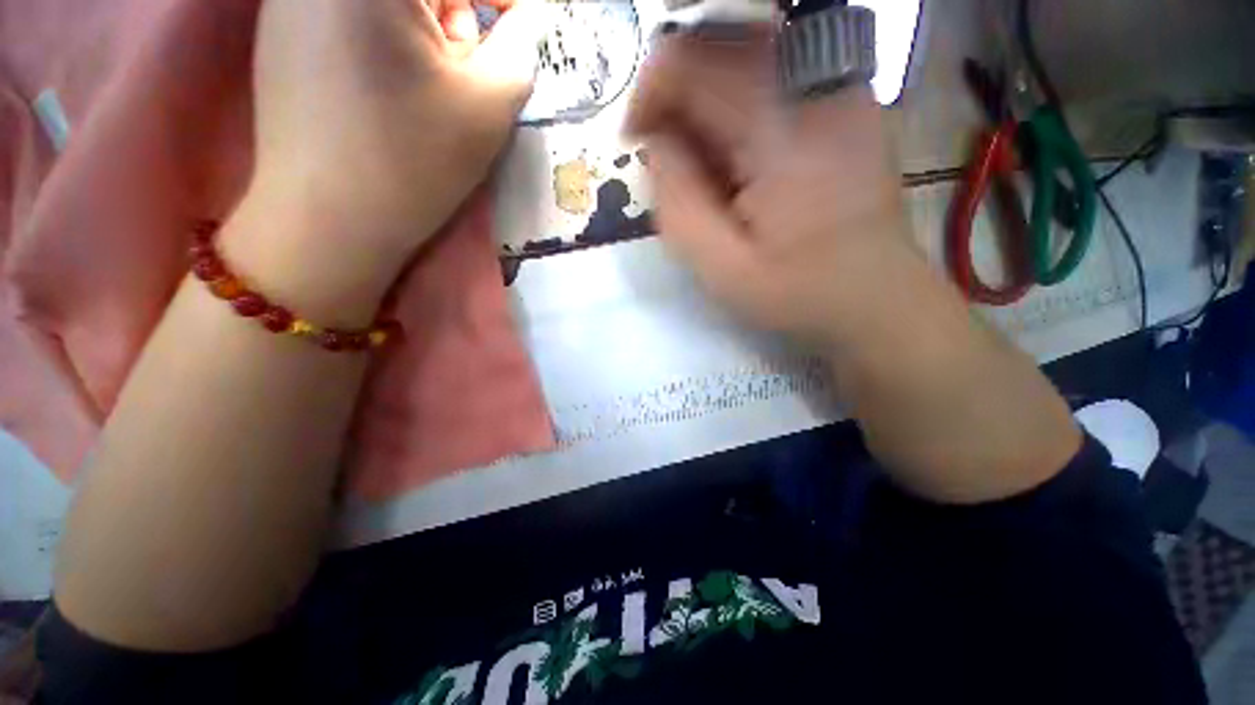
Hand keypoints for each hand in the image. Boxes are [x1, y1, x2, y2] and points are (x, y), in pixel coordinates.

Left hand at [238, 0, 541, 310]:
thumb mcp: (488, 107)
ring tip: (430, 82)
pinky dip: (387, 36)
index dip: (499, 1)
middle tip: (466, 61)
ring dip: (424, 26)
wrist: (328, 221)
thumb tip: (523, 24)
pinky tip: (391, 84)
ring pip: (387, 2)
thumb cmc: (413, 161)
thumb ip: (520, 50)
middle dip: (456, 14)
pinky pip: (351, 13)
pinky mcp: (280, 30)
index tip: (519, 20)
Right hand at [626, 29, 917, 350]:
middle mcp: (815, 85)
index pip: (692, 61)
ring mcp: (838, 87)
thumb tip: (656, 144)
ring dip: (706, 100)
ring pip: (745, 53)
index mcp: (781, 128)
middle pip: (720, 45)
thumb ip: (677, 203)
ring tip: (701, 161)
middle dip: (677, 96)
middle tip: (667, 156)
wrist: (875, 297)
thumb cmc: (797, 291)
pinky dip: (738, 104)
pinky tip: (737, 155)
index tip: (635, 142)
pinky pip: (775, 72)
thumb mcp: (721, 266)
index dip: (648, 92)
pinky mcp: (846, 99)